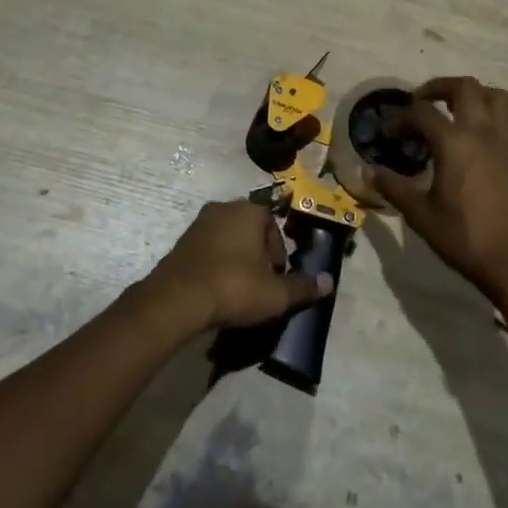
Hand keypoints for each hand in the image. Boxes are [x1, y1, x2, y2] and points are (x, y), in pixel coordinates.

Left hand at [143, 200, 332, 334]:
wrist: (178, 299)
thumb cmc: (234, 286)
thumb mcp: (275, 293)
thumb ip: (303, 286)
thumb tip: (329, 282)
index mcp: (249, 210)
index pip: (273, 224)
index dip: (279, 252)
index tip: (276, 277)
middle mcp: (223, 208)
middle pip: (250, 229)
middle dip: (258, 254)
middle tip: (260, 284)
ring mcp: (198, 224)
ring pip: (228, 239)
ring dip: (236, 259)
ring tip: (238, 290)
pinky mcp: (180, 242)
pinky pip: (208, 250)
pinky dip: (216, 265)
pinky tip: (217, 290)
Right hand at [370, 76, 507, 304]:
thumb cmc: (464, 236)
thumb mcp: (420, 214)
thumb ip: (393, 187)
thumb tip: (368, 171)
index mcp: (454, 142)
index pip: (422, 112)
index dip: (400, 118)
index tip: (387, 133)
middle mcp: (481, 132)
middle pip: (464, 86)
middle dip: (439, 87)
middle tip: (420, 102)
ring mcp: (503, 141)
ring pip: (493, 95)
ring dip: (471, 94)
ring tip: (451, 110)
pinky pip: (503, 118)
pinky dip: (485, 115)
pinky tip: (469, 139)